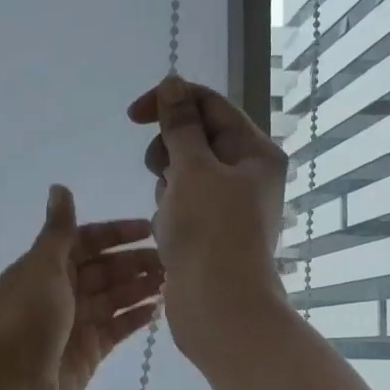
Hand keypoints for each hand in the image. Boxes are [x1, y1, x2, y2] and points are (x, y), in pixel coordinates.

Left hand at [0, 187, 162, 389]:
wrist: (12, 385)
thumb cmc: (27, 320)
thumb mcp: (42, 267)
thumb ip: (58, 230)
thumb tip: (59, 187)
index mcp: (46, 266)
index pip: (87, 240)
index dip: (117, 233)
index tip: (151, 229)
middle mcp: (62, 291)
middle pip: (105, 269)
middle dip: (136, 262)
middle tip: (173, 259)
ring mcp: (77, 322)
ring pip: (115, 297)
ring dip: (141, 287)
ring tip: (174, 280)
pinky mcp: (90, 350)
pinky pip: (118, 327)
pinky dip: (137, 317)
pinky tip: (161, 309)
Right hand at [128, 75, 289, 364]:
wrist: (219, 307)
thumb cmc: (210, 232)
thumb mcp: (192, 169)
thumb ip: (180, 124)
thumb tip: (173, 83)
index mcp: (255, 152)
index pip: (211, 105)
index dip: (171, 101)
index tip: (133, 116)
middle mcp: (248, 174)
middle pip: (197, 138)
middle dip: (169, 151)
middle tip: (161, 173)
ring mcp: (230, 205)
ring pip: (185, 173)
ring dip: (167, 186)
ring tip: (170, 214)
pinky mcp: (212, 231)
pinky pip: (182, 205)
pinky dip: (170, 213)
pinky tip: (169, 234)